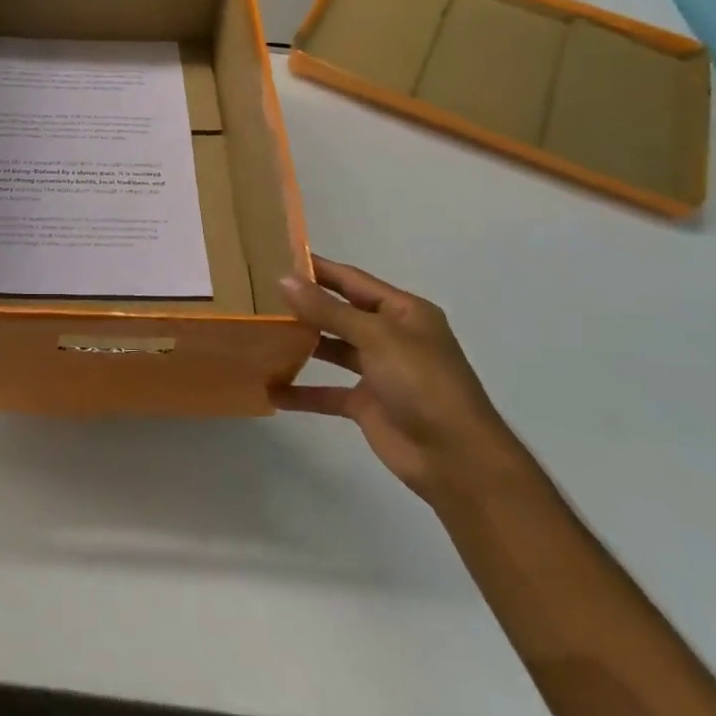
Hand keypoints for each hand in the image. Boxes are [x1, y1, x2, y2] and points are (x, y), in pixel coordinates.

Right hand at [273, 255, 522, 502]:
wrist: (456, 459)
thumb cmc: (422, 383)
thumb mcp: (376, 336)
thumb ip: (329, 310)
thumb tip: (284, 280)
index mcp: (403, 312)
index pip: (353, 280)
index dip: (318, 269)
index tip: (277, 257)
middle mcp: (391, 336)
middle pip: (341, 313)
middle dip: (305, 305)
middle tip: (259, 295)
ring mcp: (379, 371)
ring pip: (333, 350)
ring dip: (301, 345)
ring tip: (261, 334)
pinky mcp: (367, 405)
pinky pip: (328, 392)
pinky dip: (303, 392)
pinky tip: (272, 390)